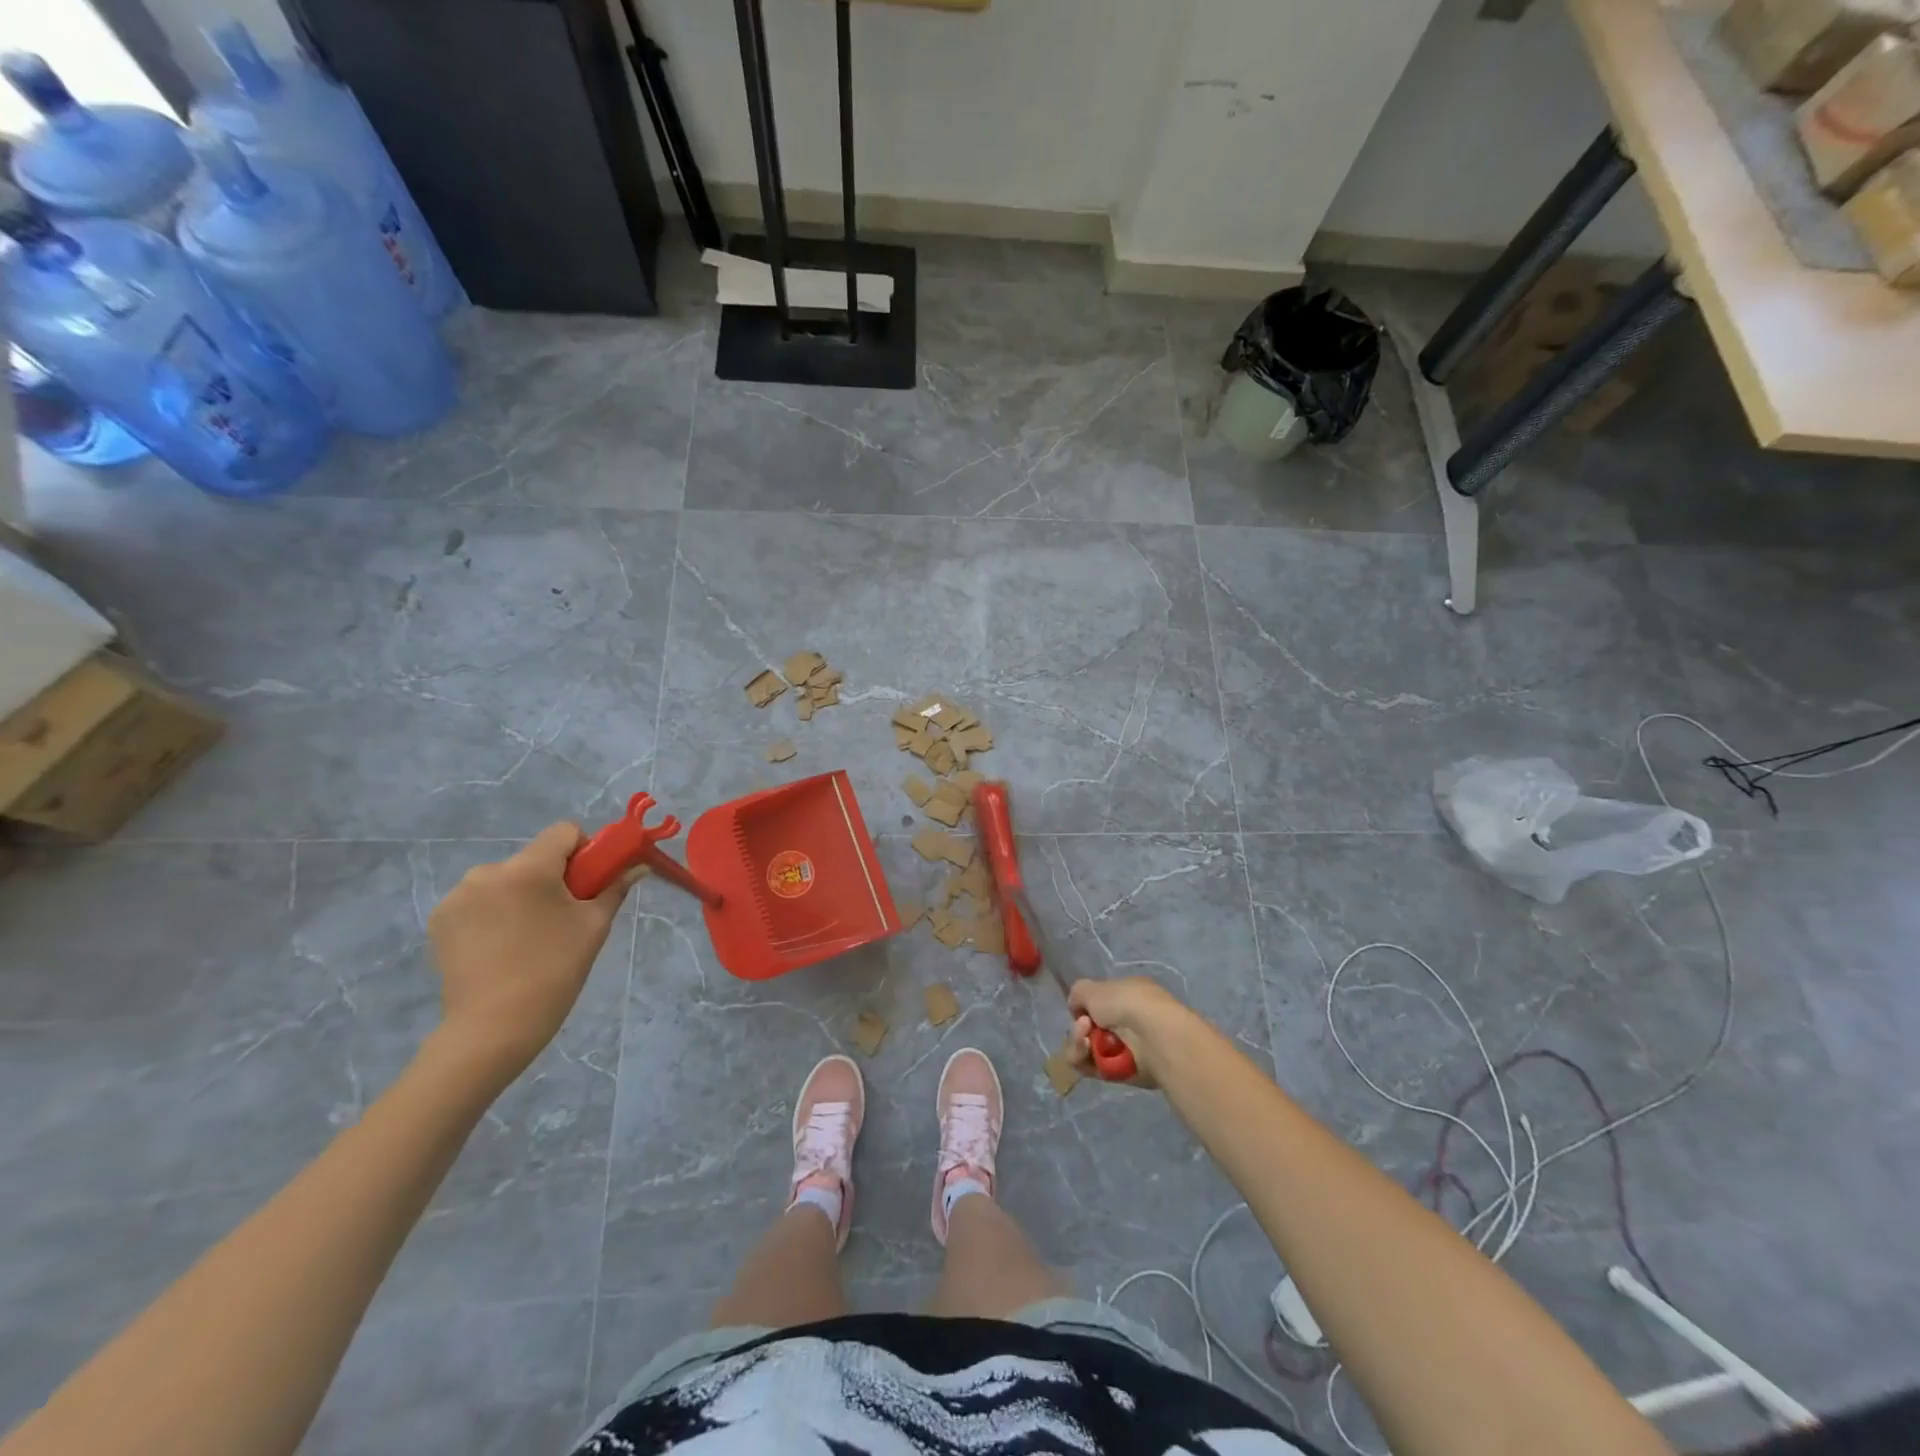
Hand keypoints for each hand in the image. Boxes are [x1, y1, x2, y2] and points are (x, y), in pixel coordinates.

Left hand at [427, 823, 640, 1083]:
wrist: (493, 1028)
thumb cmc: (554, 971)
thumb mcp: (594, 927)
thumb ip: (614, 888)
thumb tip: (638, 867)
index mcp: (529, 868)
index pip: (564, 832)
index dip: (584, 850)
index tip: (588, 883)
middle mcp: (488, 871)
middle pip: (533, 858)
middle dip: (551, 878)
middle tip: (561, 918)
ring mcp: (458, 896)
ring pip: (504, 879)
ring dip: (519, 895)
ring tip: (527, 937)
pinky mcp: (439, 920)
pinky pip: (478, 900)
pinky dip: (493, 913)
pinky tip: (499, 946)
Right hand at [1064, 977, 1198, 1089]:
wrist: (1153, 1035)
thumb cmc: (1125, 1003)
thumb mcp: (1091, 987)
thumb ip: (1078, 994)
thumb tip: (1077, 1010)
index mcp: (1127, 995)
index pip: (1098, 1004)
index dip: (1083, 1008)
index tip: (1079, 1010)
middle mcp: (1127, 1021)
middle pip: (1089, 1029)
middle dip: (1079, 1029)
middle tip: (1084, 1027)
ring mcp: (1126, 1048)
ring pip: (1088, 1049)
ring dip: (1079, 1044)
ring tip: (1086, 1041)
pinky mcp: (1122, 1072)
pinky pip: (1093, 1068)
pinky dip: (1085, 1061)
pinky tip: (1088, 1052)